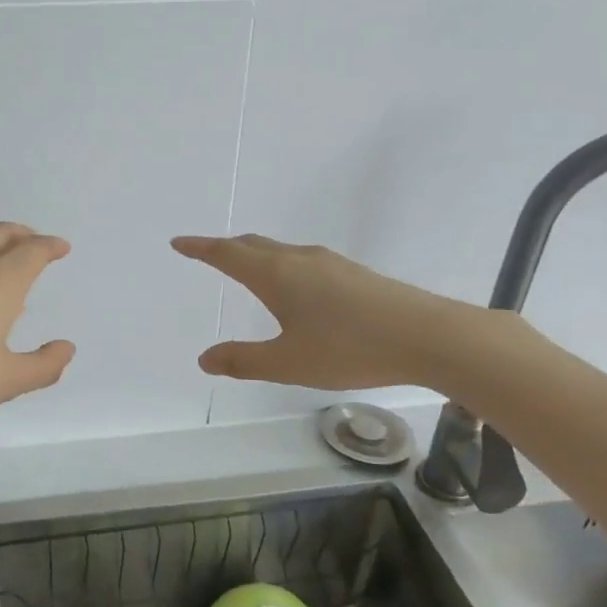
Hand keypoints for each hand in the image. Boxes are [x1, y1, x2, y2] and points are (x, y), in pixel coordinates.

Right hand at [172, 234, 483, 391]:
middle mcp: (300, 259)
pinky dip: (282, 266)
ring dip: (256, 256)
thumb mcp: (288, 363)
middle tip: (207, 254)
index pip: (227, 254)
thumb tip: (205, 358)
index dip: (200, 248)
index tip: (179, 242)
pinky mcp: (354, 274)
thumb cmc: (348, 348)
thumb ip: (243, 360)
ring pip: (281, 252)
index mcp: (276, 275)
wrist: (427, 336)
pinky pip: (303, 262)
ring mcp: (330, 263)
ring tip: (247, 269)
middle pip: (253, 245)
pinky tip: (296, 289)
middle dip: (226, 248)